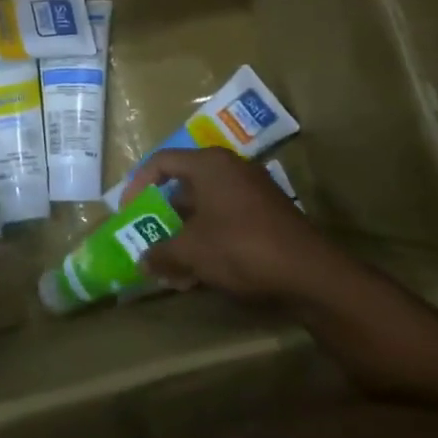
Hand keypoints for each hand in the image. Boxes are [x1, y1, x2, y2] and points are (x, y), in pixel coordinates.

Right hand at [122, 148, 337, 306]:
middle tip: (147, 240)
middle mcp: (230, 170)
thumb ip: (161, 252)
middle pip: (184, 186)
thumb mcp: (192, 251)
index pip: (161, 162)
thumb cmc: (241, 247)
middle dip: (162, 218)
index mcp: (209, 165)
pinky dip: (207, 242)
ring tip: (169, 267)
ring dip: (183, 236)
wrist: (310, 273)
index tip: (128, 212)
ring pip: (205, 209)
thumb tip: (142, 260)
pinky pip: (225, 221)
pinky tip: (198, 276)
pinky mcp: (267, 217)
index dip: (138, 185)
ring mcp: (252, 193)